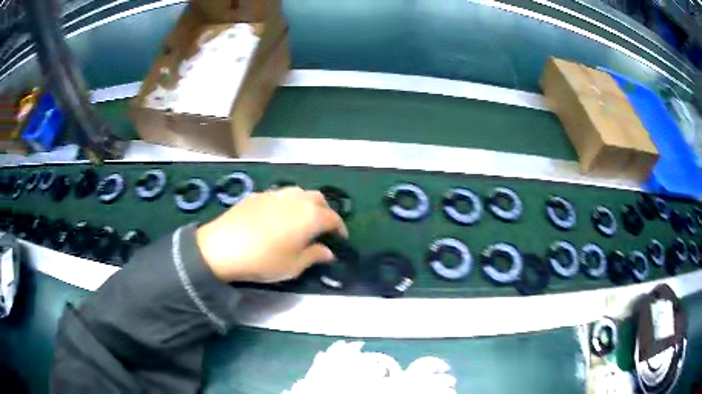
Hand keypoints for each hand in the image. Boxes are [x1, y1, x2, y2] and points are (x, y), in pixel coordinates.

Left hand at [196, 187, 347, 282]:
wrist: (223, 246)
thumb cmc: (264, 260)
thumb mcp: (293, 266)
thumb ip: (314, 256)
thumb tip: (328, 251)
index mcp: (310, 216)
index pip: (334, 218)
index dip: (340, 229)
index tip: (340, 239)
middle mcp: (296, 199)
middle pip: (318, 199)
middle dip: (325, 212)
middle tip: (322, 228)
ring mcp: (275, 194)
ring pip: (299, 193)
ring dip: (306, 204)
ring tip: (300, 220)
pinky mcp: (258, 194)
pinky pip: (279, 195)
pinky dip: (286, 204)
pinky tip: (276, 217)